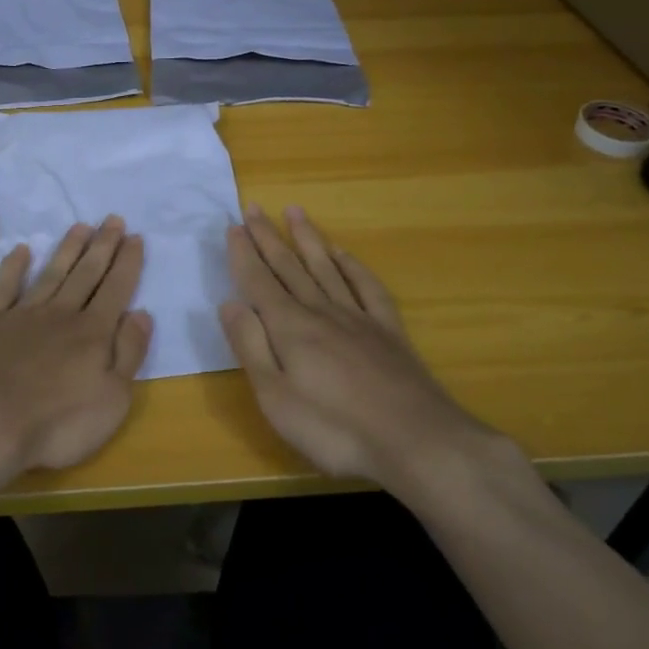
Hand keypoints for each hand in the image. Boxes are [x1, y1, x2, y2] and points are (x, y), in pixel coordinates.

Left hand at [0, 216, 151, 485]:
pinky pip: (5, 287)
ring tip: (80, 226)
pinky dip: (13, 267)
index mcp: (94, 332)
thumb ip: (129, 352)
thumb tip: (142, 313)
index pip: (116, 288)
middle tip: (113, 219)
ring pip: (51, 273)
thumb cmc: (58, 422)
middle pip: (86, 273)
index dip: (128, 262)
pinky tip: (20, 250)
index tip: (136, 237)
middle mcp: (62, 313)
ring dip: (67, 249)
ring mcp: (24, 315)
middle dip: (103, 245)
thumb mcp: (113, 398)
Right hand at [221, 205, 498, 490]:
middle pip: (289, 267)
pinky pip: (366, 286)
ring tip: (294, 212)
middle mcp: (320, 311)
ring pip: (325, 267)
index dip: (243, 254)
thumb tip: (230, 304)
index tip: (233, 226)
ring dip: (307, 238)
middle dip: (268, 237)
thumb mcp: (276, 398)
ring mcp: (358, 317)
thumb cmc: (336, 429)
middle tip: (253, 207)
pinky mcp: (388, 330)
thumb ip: (250, 347)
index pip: (259, 281)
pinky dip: (352, 265)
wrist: (417, 441)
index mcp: (289, 327)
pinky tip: (343, 253)